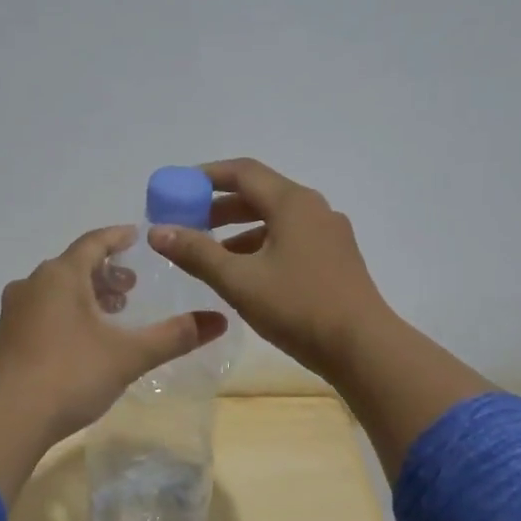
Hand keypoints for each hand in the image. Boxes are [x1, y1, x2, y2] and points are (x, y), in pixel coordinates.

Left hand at [0, 226, 227, 500]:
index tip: (137, 236)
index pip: (94, 242)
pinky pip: (43, 309)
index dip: (118, 237)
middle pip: (74, 265)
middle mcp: (33, 284)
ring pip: (56, 289)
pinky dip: (68, 311)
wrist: (9, 420)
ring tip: (112, 311)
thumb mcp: (130, 355)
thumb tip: (220, 319)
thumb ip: (175, 336)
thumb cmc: (71, 375)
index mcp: (61, 275)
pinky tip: (83, 337)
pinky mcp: (7, 337)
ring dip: (86, 293)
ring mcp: (15, 311)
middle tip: (131, 286)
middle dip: (105, 271)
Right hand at [148, 158, 393, 379]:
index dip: (205, 177)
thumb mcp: (239, 281)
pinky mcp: (336, 260)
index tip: (176, 189)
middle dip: (219, 207)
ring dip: (240, 231)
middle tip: (188, 224)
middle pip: (260, 195)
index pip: (242, 172)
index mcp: (293, 203)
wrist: (363, 347)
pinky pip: (291, 240)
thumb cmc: (298, 308)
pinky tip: (247, 276)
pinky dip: (263, 247)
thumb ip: (196, 253)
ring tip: (211, 255)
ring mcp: (330, 235)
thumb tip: (157, 231)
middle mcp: (314, 209)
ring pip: (276, 221)